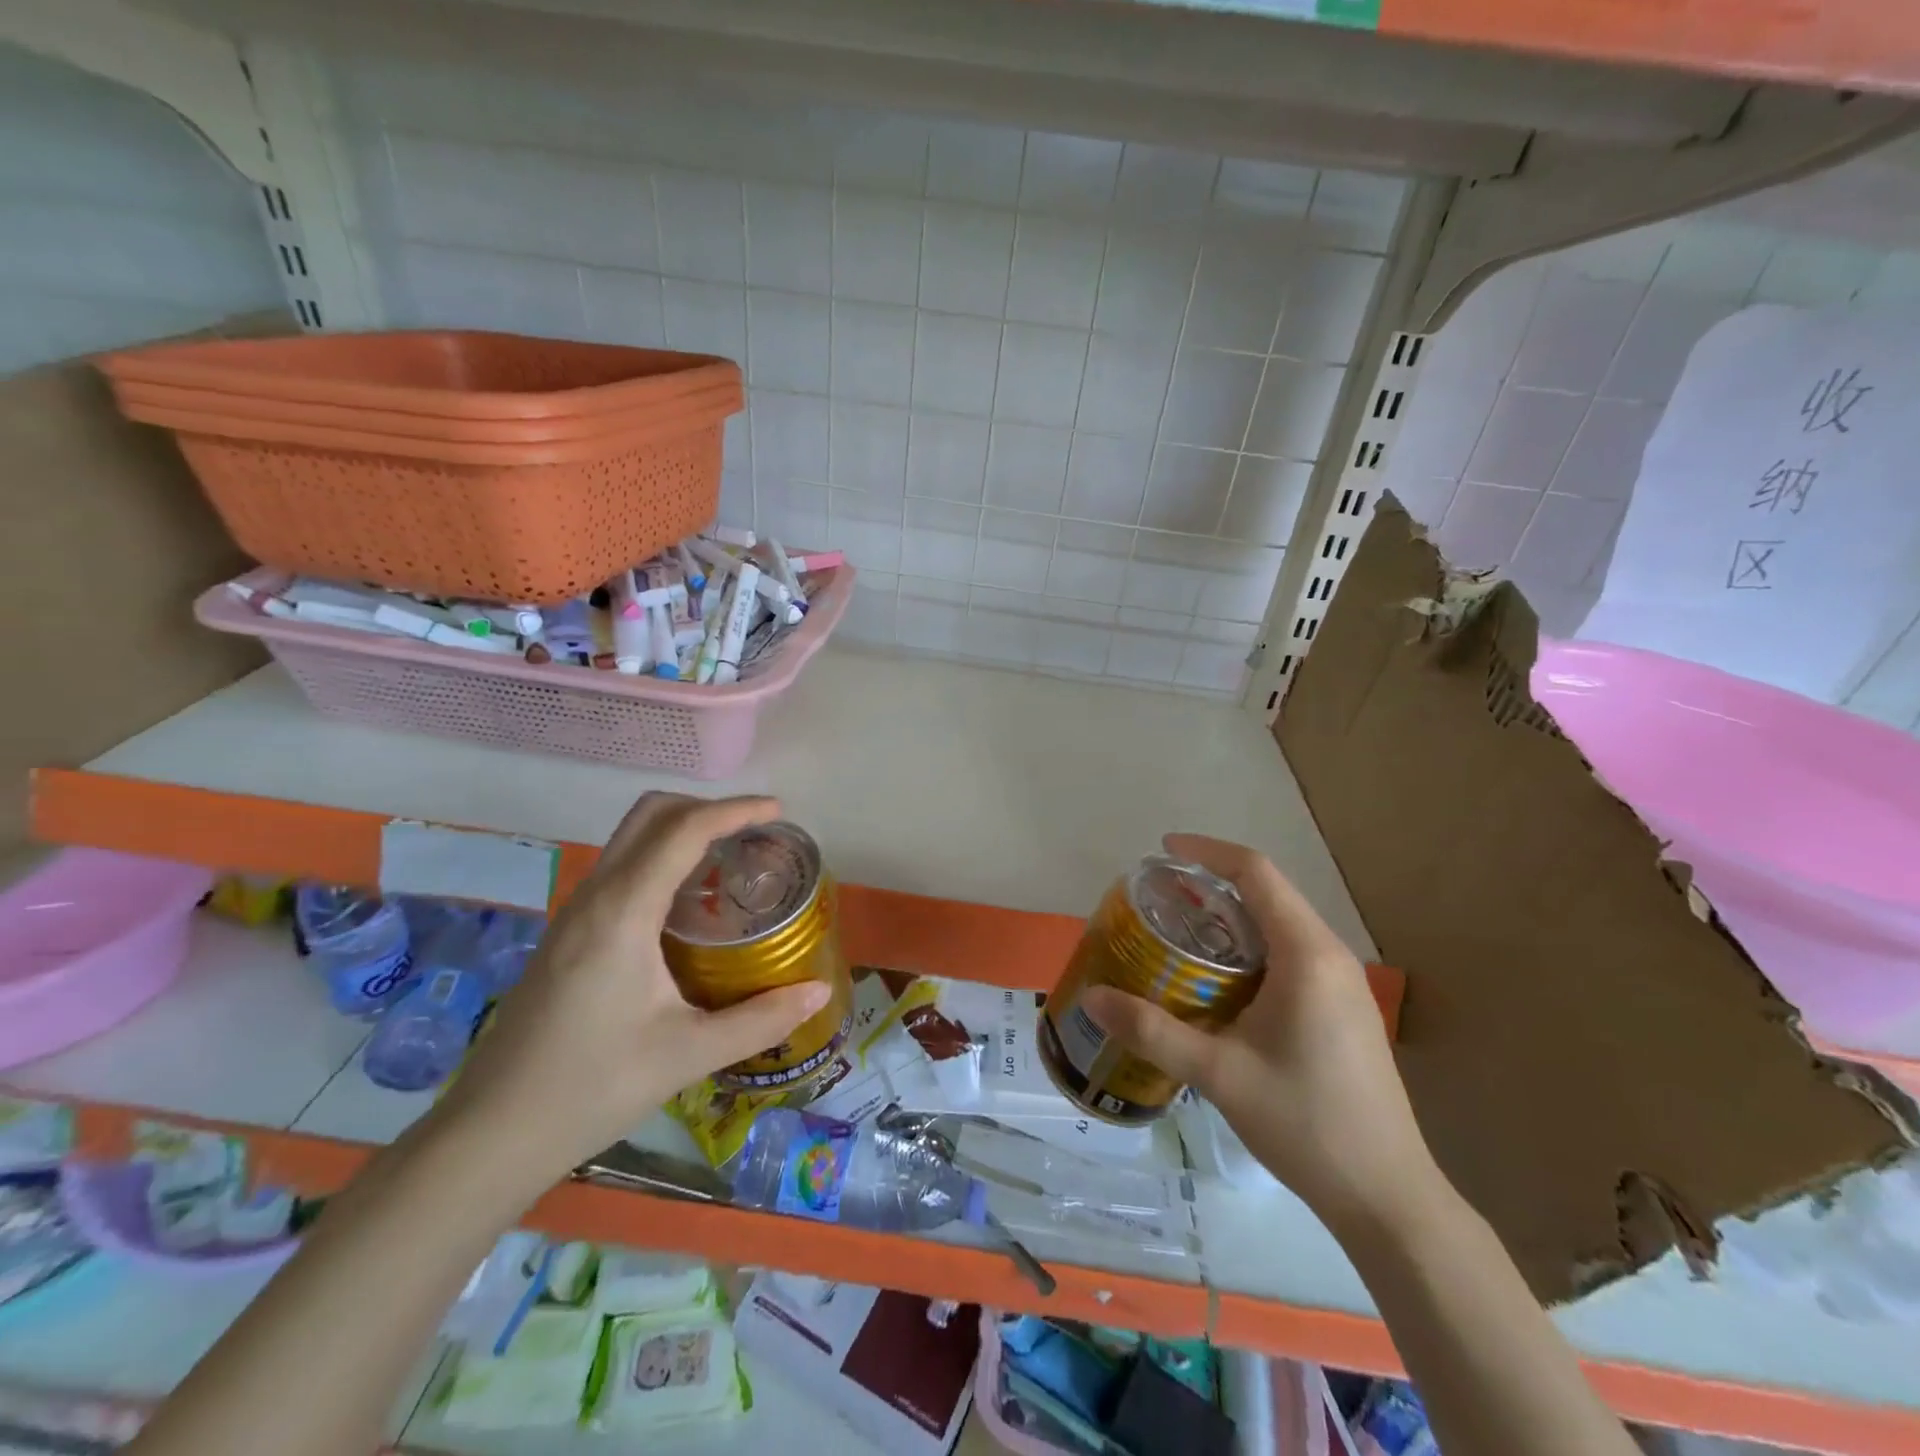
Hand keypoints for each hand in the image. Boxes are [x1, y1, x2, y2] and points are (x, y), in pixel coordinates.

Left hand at [433, 792, 829, 1184]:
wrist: (491, 1135)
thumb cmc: (592, 1088)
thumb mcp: (688, 1054)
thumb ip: (760, 1019)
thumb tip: (818, 992)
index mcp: (623, 912)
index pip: (684, 831)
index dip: (735, 810)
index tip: (777, 810)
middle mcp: (595, 897)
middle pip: (650, 814)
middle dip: (706, 807)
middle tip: (754, 833)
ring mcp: (574, 913)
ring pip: (630, 837)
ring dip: (681, 830)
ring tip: (729, 861)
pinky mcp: (567, 934)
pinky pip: (620, 867)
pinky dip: (660, 857)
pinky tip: (687, 905)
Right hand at [1080, 834, 1439, 1230]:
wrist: (1388, 1197)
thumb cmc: (1305, 1122)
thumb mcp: (1218, 1073)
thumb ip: (1151, 1031)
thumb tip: (1091, 998)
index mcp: (1306, 954)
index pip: (1256, 872)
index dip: (1208, 851)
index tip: (1163, 851)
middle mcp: (1330, 956)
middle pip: (1268, 893)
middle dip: (1212, 885)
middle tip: (1159, 899)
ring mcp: (1342, 984)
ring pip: (1280, 925)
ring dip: (1231, 919)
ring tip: (1179, 934)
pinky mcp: (1343, 1010)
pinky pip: (1291, 954)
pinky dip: (1249, 949)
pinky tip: (1217, 982)